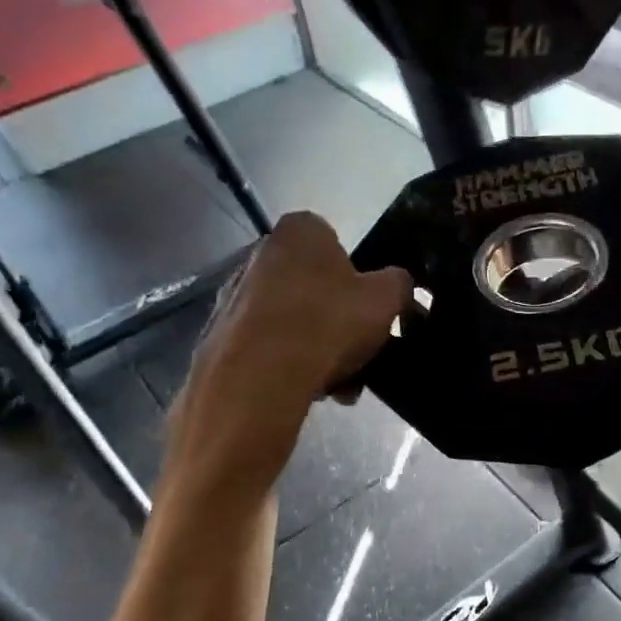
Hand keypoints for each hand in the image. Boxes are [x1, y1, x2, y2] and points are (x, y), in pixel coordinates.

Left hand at [172, 212, 409, 479]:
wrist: (258, 379)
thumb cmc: (328, 324)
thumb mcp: (386, 300)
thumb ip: (400, 284)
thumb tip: (399, 284)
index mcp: (300, 230)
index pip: (337, 244)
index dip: (359, 280)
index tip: (369, 313)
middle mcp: (259, 252)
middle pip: (314, 286)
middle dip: (338, 321)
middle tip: (359, 354)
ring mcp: (234, 293)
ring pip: (292, 319)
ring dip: (318, 348)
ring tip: (339, 385)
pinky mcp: (220, 334)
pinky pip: (267, 345)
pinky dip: (289, 364)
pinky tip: (309, 390)